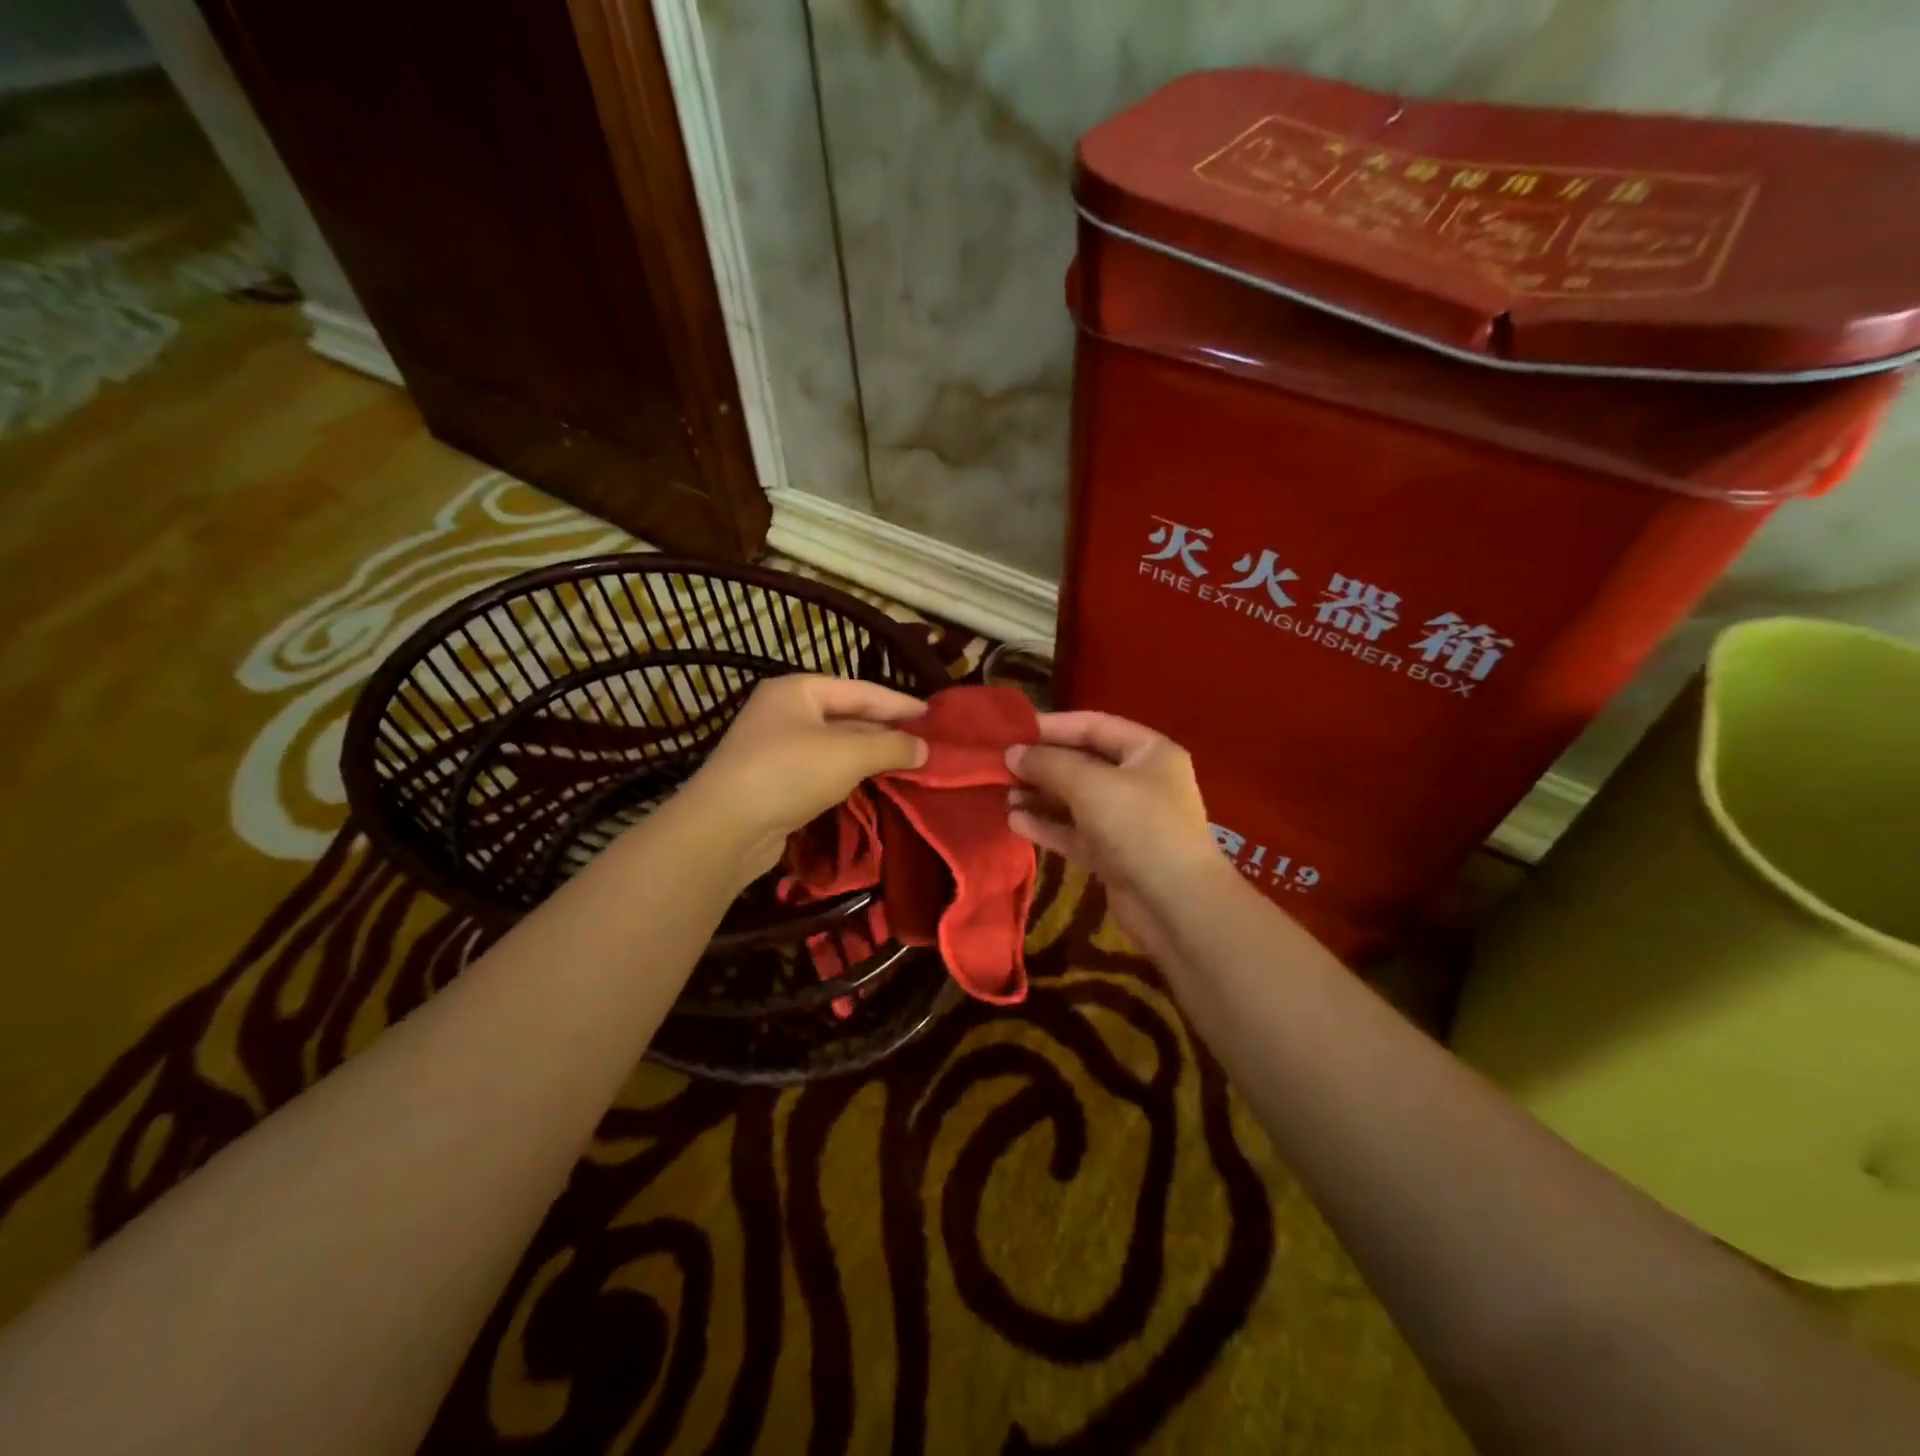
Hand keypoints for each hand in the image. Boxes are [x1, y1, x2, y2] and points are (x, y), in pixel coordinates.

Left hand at [678, 673, 928, 883]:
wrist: (726, 827)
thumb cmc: (789, 773)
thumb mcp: (849, 755)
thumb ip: (891, 747)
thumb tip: (924, 749)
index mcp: (797, 690)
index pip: (860, 690)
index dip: (898, 702)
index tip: (931, 714)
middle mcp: (784, 712)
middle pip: (846, 715)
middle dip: (884, 730)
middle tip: (922, 742)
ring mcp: (776, 747)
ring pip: (834, 745)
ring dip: (868, 754)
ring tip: (905, 763)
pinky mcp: (774, 780)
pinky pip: (821, 769)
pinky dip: (848, 774)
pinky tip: (871, 784)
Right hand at [1004, 711, 1229, 959]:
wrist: (1175, 905)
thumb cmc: (1138, 827)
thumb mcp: (1090, 785)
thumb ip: (1048, 764)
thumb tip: (1011, 753)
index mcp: (1148, 752)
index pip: (1094, 725)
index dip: (1053, 726)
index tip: (1012, 730)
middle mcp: (1139, 781)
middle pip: (1082, 763)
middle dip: (1041, 764)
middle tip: (1000, 765)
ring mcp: (1126, 820)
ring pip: (1075, 800)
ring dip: (1039, 796)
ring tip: (1002, 795)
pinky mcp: (1112, 854)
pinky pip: (1074, 832)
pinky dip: (1047, 826)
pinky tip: (1014, 821)